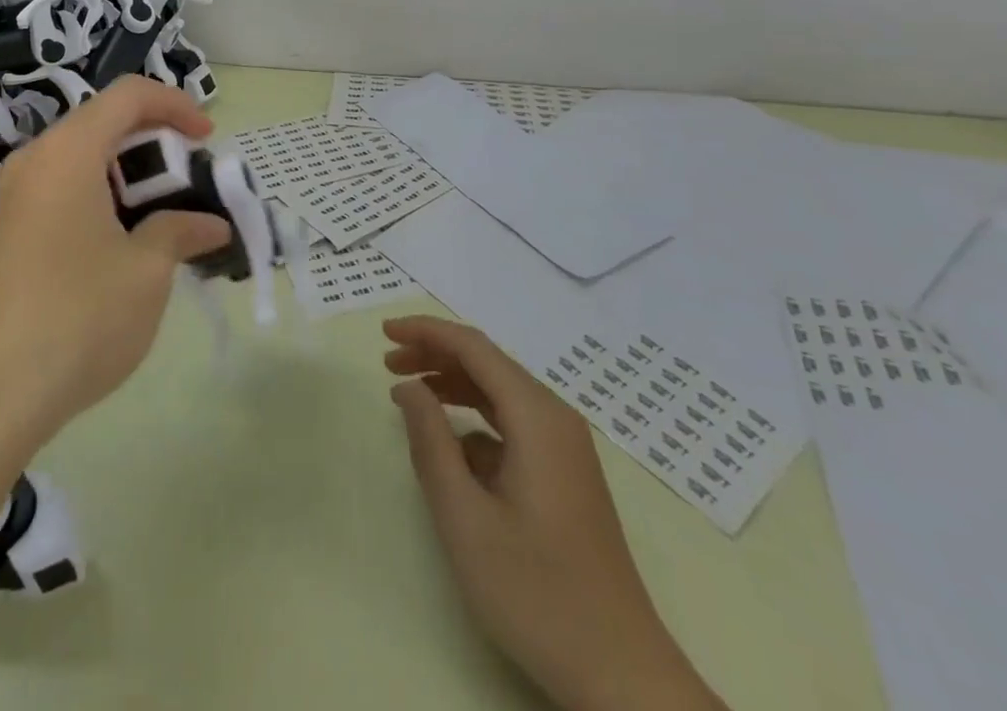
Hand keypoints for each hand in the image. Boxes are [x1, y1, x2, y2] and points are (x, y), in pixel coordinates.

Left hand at [0, 77, 231, 452]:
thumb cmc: (80, 318)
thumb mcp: (147, 271)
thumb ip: (181, 230)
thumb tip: (211, 225)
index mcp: (67, 152)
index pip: (128, 95)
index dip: (175, 104)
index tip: (207, 138)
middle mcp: (34, 161)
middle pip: (103, 123)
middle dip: (154, 143)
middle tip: (189, 182)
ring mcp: (13, 197)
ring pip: (82, 158)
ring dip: (129, 174)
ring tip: (163, 216)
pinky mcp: (6, 231)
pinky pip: (61, 189)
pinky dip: (101, 197)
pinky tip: (121, 243)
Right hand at [384, 316, 725, 710]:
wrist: (622, 676)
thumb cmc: (537, 593)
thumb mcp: (465, 518)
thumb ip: (431, 442)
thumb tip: (409, 387)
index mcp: (536, 417)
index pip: (473, 347)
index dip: (425, 331)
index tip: (384, 332)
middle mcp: (555, 419)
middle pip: (487, 363)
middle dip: (434, 355)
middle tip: (387, 364)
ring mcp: (565, 448)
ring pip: (499, 392)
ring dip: (452, 384)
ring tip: (408, 392)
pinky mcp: (565, 475)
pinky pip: (512, 425)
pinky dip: (473, 419)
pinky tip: (449, 448)